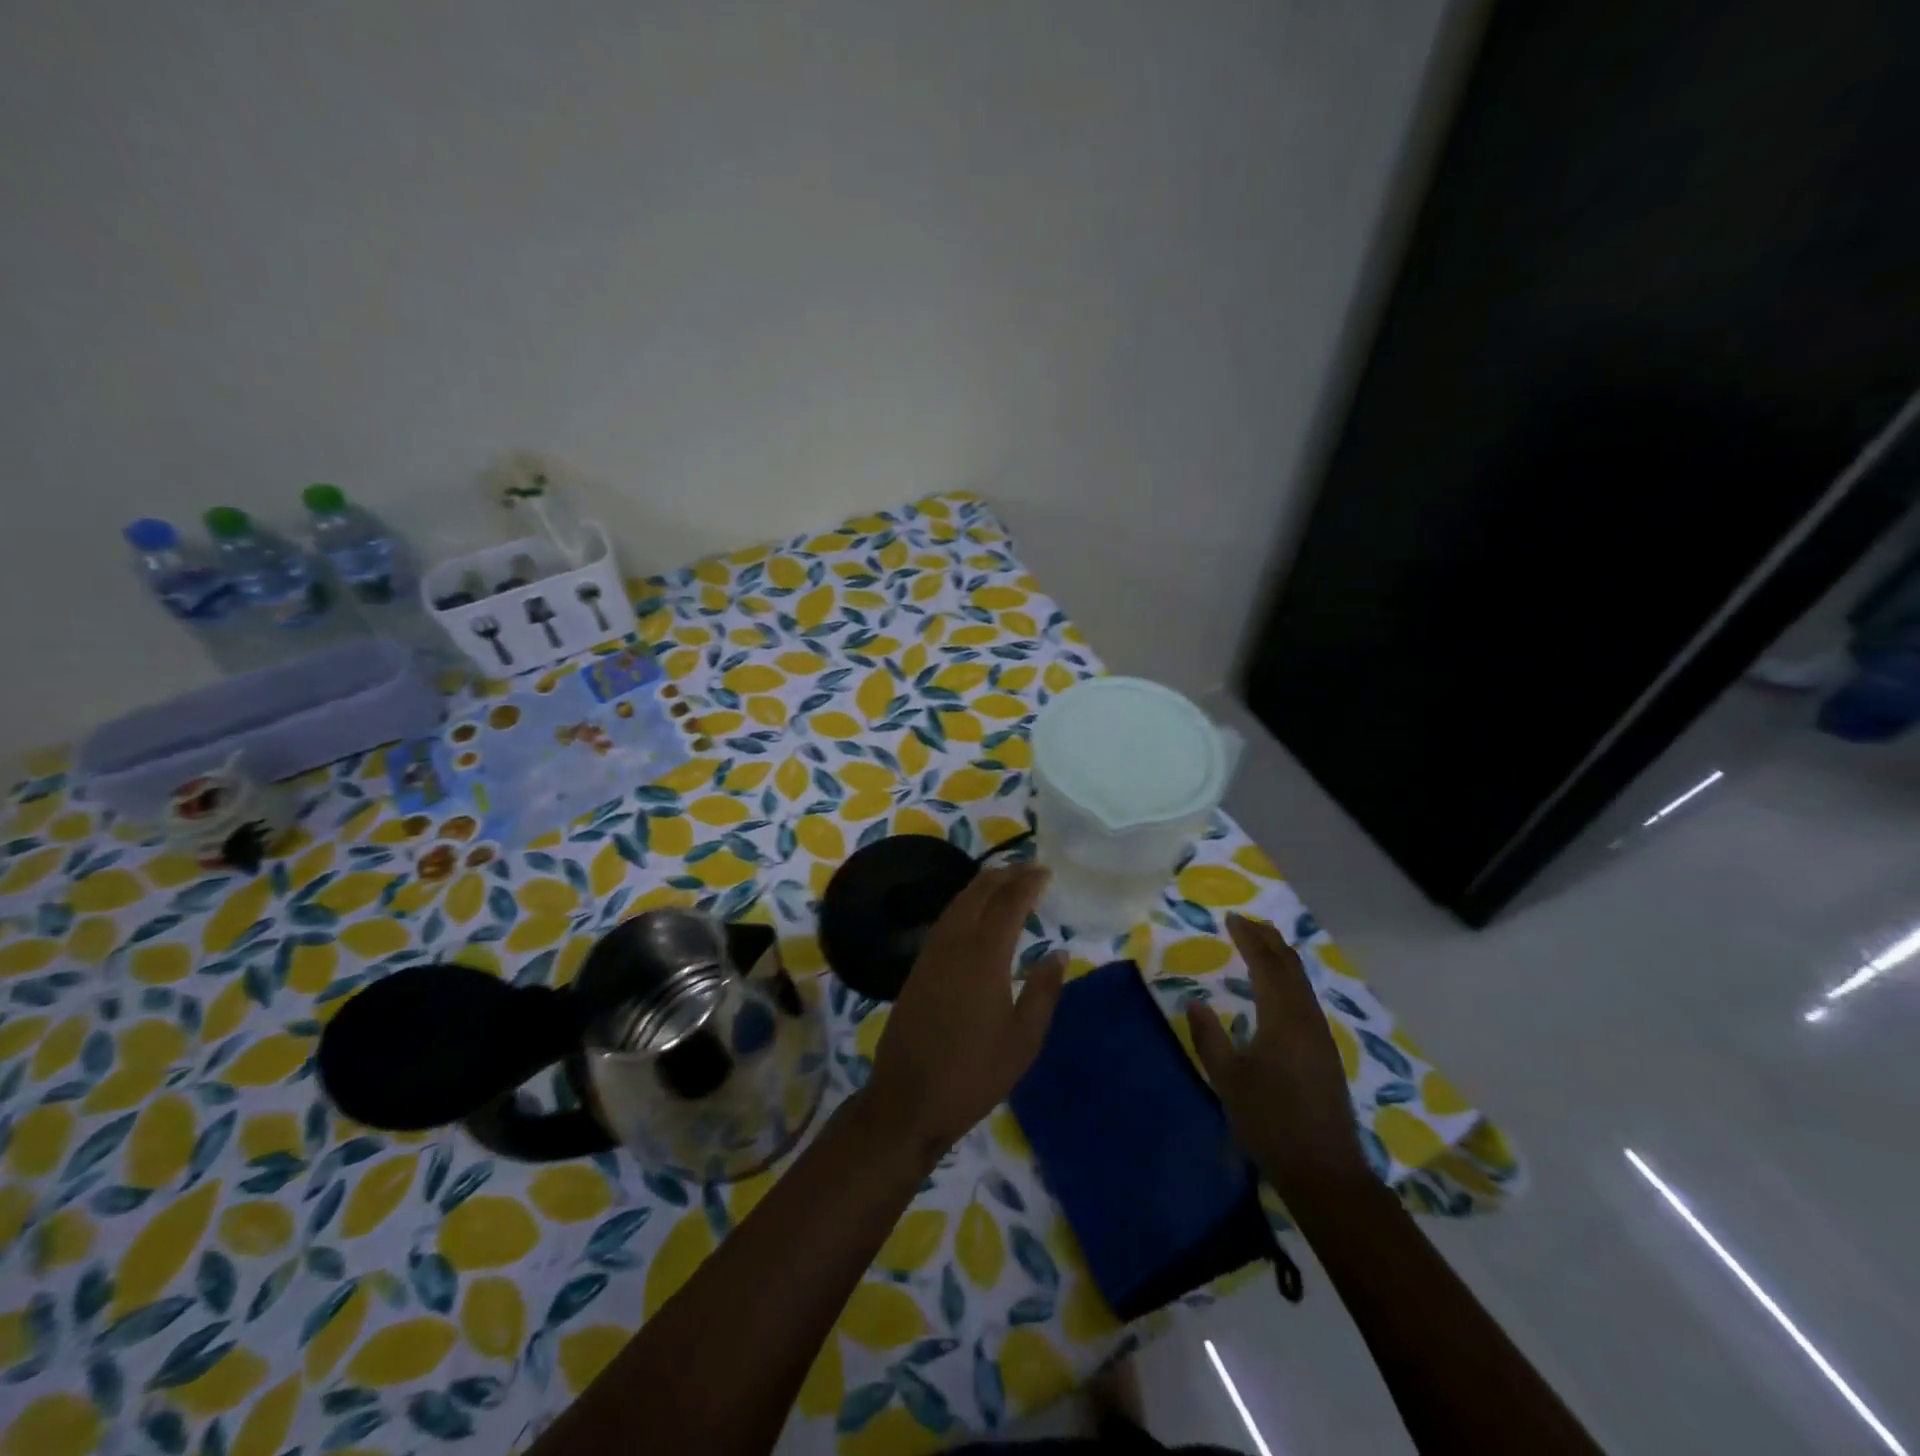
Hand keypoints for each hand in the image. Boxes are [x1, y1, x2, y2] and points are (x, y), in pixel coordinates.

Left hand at [863, 864, 1065, 1159]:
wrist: (908, 1098)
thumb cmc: (974, 1073)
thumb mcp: (1023, 1041)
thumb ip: (1042, 992)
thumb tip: (1057, 954)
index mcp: (984, 956)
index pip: (1008, 903)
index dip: (1028, 883)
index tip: (1046, 871)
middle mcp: (954, 944)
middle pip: (978, 892)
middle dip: (1004, 875)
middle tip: (1028, 868)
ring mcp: (931, 953)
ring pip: (958, 903)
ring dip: (982, 885)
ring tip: (1005, 880)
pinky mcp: (918, 967)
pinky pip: (945, 919)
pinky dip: (965, 903)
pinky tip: (974, 913)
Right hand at [1186, 912, 1368, 1194]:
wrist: (1324, 1172)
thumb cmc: (1270, 1122)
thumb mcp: (1228, 1079)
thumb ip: (1209, 1038)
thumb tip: (1194, 1002)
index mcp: (1283, 1018)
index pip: (1265, 965)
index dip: (1248, 939)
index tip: (1231, 918)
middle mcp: (1306, 1019)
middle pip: (1290, 967)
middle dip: (1269, 940)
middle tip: (1247, 922)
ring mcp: (1320, 1036)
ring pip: (1301, 983)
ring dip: (1281, 958)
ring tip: (1263, 944)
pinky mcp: (1324, 1053)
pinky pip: (1306, 999)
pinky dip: (1290, 980)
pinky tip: (1280, 989)